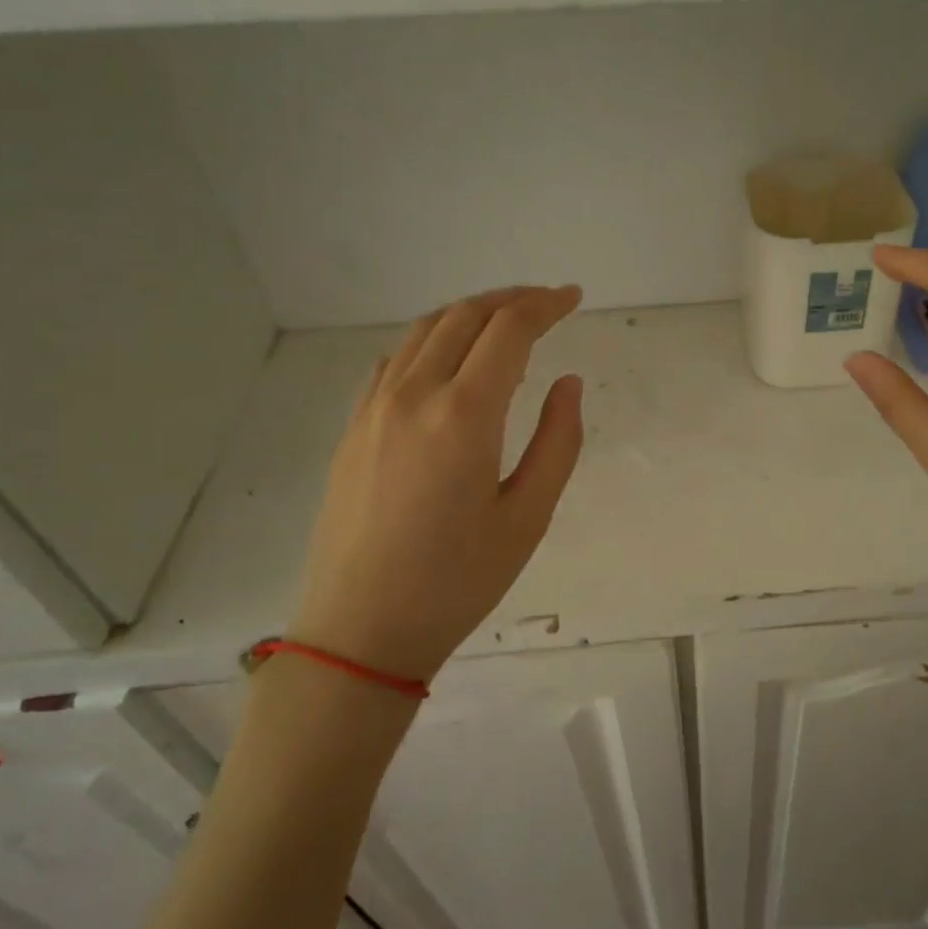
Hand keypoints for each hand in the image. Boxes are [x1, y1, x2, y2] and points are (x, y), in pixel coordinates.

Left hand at [289, 285, 585, 681]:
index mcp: (464, 414)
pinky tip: (450, 359)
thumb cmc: (457, 581)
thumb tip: (566, 382)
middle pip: (464, 316)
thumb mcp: (528, 516)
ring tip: (506, 323)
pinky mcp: (354, 427)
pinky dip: (433, 340)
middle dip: (511, 300)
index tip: (573, 298)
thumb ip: (558, 441)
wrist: (360, 630)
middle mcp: (413, 395)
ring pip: (425, 331)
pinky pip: (396, 360)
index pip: (508, 330)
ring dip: (470, 313)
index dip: (545, 305)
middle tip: (548, 304)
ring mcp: (374, 408)